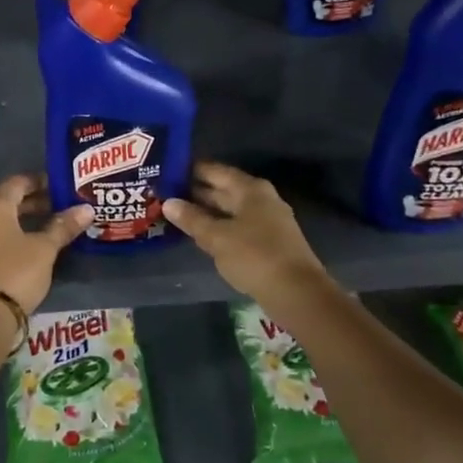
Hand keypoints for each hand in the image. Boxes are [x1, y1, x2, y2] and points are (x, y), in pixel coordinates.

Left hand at [0, 174, 92, 317]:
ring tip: (45, 231)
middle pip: (7, 203)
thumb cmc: (16, 271)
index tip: (59, 187)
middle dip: (32, 204)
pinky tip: (25, 252)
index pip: (18, 182)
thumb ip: (63, 226)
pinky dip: (9, 240)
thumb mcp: (45, 248)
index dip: (39, 181)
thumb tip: (86, 209)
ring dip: (20, 223)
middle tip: (58, 209)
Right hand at [164, 162, 327, 305]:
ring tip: (177, 213)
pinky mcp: (269, 242)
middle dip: (196, 192)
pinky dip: (219, 227)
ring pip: (230, 210)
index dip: (191, 170)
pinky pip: (238, 226)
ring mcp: (267, 220)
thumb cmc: (254, 256)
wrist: (296, 292)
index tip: (167, 171)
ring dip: (206, 211)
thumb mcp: (217, 237)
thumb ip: (192, 219)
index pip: (216, 171)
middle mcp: (261, 199)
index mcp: (250, 189)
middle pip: (224, 189)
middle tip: (165, 193)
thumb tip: (168, 203)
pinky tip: (201, 234)